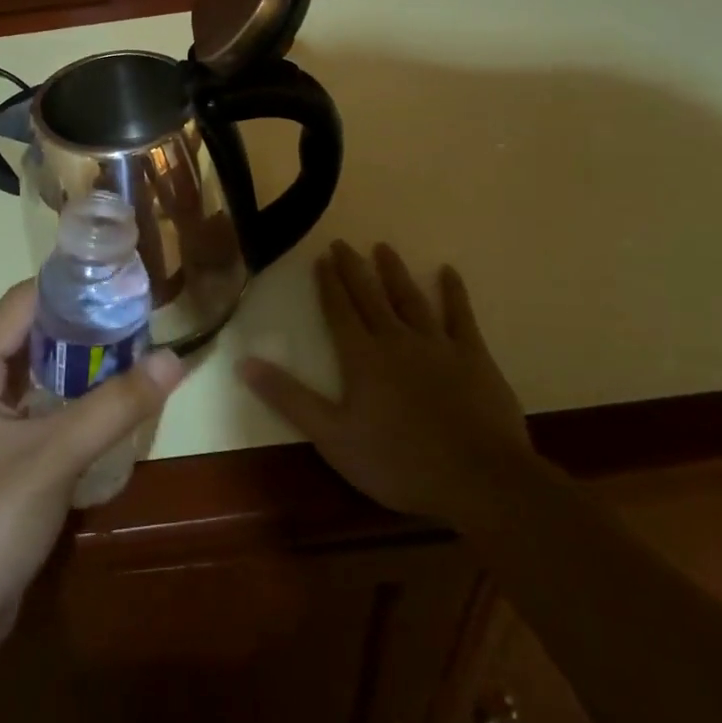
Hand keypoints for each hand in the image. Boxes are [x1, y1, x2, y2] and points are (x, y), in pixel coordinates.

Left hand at [0, 282, 184, 671]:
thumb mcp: (52, 460)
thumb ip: (114, 406)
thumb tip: (176, 357)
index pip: (23, 303)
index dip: (73, 287)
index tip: (126, 282)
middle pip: (34, 336)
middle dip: (86, 326)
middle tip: (144, 319)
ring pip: (40, 377)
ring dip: (84, 366)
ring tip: (140, 352)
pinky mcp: (0, 461)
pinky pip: (43, 413)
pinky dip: (76, 403)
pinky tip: (116, 404)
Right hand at [240, 241, 530, 524]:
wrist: (477, 479)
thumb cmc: (397, 462)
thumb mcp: (332, 436)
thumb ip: (288, 397)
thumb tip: (243, 362)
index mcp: (361, 357)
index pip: (339, 311)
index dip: (328, 284)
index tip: (321, 258)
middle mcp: (396, 340)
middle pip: (370, 296)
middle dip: (354, 269)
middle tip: (343, 243)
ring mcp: (437, 345)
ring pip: (410, 299)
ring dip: (395, 273)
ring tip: (383, 248)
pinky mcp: (473, 356)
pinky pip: (460, 315)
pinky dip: (453, 292)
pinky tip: (448, 272)